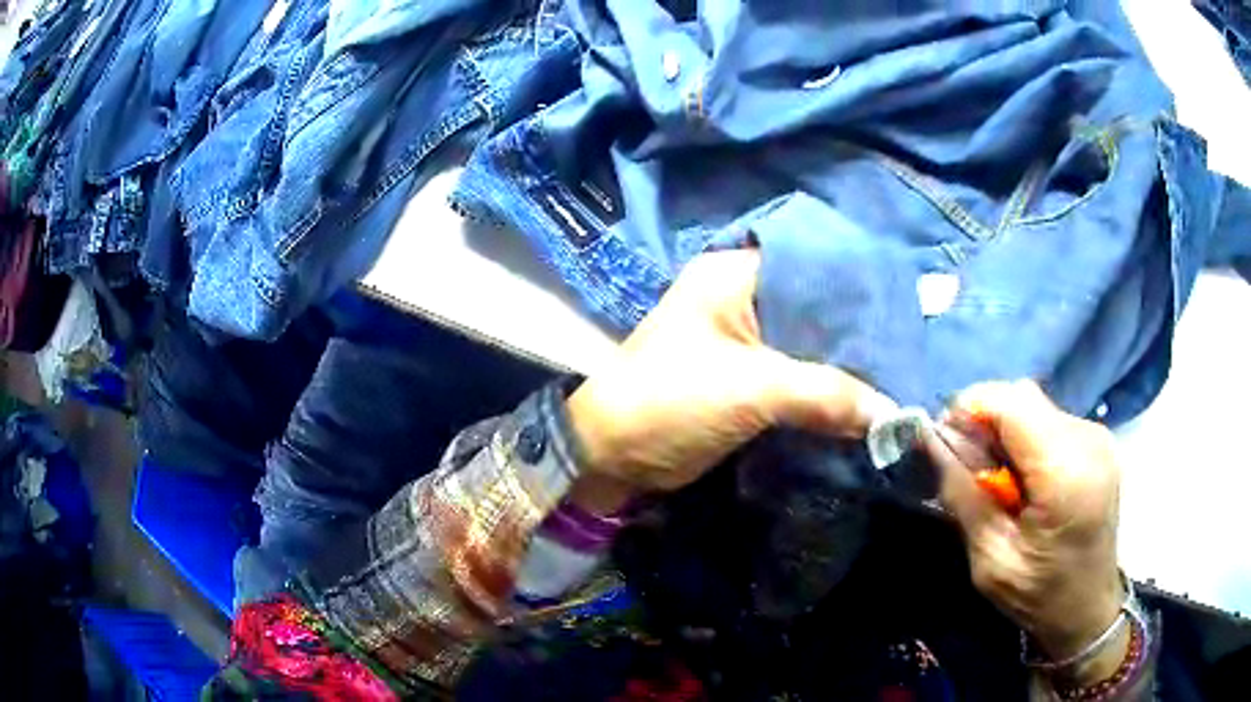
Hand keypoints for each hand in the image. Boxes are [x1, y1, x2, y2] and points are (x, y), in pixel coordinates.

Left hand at [566, 249, 897, 513]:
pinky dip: (828, 389)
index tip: (908, 308)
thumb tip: (893, 413)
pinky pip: (800, 376)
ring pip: (811, 345)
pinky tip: (868, 398)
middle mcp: (744, 297)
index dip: (861, 286)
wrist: (613, 455)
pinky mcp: (748, 378)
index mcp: (736, 274)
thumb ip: (826, 394)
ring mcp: (746, 339)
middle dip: (859, 332)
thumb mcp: (751, 390)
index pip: (815, 265)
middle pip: (817, 308)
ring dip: (847, 364)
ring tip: (902, 373)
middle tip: (914, 347)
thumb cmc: (670, 401)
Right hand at [923, 381, 1126, 685]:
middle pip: (1022, 398)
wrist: (1088, 607)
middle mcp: (1088, 440)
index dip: (970, 409)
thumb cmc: (1039, 595)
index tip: (944, 441)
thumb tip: (931, 441)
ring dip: (1005, 431)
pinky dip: (1025, 438)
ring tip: (997, 480)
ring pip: (1034, 405)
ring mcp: (1097, 436)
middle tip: (967, 468)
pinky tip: (1023, 478)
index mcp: (1065, 473)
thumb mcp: (990, 560)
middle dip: (985, 421)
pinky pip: (1049, 418)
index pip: (1011, 404)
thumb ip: (964, 496)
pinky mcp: (1098, 440)